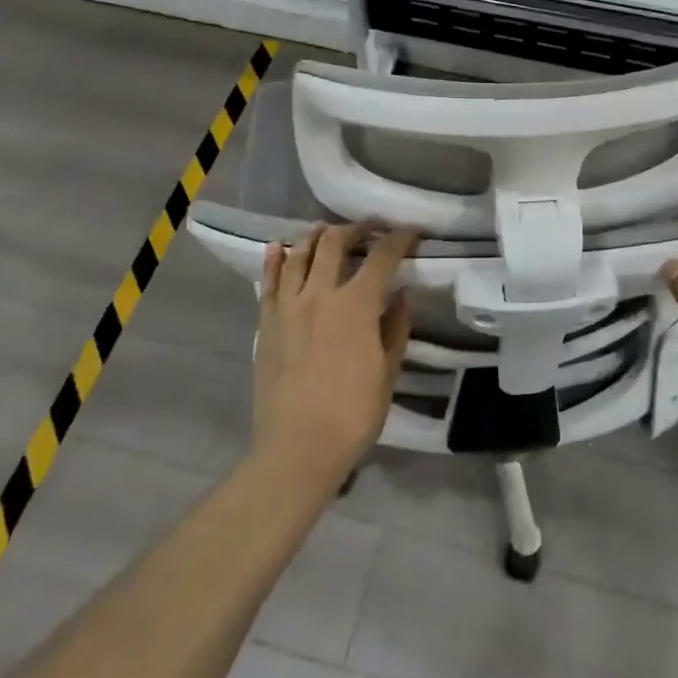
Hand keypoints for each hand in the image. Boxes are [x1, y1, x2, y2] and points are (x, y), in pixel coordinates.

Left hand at [252, 224, 418, 491]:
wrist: (296, 448)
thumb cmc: (352, 415)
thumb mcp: (387, 372)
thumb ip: (396, 328)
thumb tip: (403, 295)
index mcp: (356, 305)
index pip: (382, 257)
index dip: (399, 238)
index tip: (412, 230)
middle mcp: (320, 294)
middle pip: (335, 243)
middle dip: (356, 229)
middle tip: (369, 228)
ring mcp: (288, 306)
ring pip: (299, 255)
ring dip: (316, 237)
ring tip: (327, 230)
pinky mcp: (266, 323)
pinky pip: (269, 282)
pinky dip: (276, 260)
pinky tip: (280, 248)